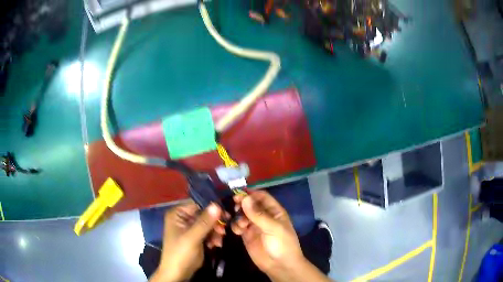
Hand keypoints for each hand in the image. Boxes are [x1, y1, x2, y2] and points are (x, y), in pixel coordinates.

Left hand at [150, 202, 223, 281]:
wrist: (178, 273)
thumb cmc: (180, 253)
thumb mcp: (192, 237)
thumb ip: (204, 222)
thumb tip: (217, 205)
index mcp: (178, 213)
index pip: (197, 203)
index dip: (212, 208)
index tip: (226, 214)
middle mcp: (183, 217)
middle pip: (204, 214)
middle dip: (214, 223)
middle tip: (222, 231)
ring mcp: (190, 227)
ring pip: (208, 223)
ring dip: (215, 232)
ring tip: (218, 241)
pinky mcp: (196, 236)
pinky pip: (208, 232)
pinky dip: (213, 237)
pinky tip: (215, 245)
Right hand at [231, 191, 304, 278]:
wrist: (280, 266)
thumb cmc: (282, 244)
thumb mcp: (273, 228)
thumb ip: (258, 214)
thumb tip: (244, 198)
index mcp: (274, 211)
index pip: (262, 196)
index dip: (251, 194)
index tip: (238, 194)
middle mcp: (263, 216)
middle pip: (249, 204)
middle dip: (242, 204)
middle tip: (234, 206)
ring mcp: (254, 226)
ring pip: (242, 214)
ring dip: (238, 216)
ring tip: (240, 224)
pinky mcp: (247, 235)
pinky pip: (238, 226)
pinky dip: (236, 226)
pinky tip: (238, 231)